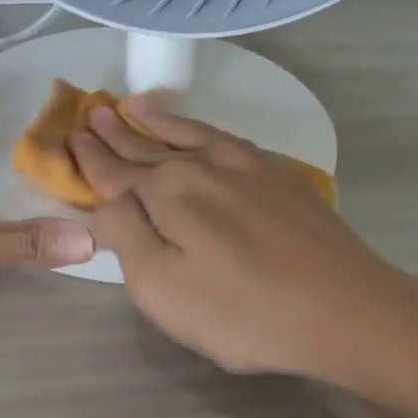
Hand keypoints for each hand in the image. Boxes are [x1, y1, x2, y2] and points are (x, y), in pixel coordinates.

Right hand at [69, 96, 417, 385]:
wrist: (345, 309)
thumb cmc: (244, 312)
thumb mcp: (163, 288)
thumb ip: (126, 236)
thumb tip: (105, 201)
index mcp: (168, 192)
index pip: (116, 173)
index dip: (91, 158)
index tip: (71, 137)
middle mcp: (204, 166)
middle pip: (149, 148)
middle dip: (118, 133)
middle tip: (94, 112)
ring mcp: (248, 166)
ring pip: (190, 135)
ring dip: (159, 121)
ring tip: (136, 105)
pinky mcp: (281, 177)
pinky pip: (227, 139)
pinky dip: (204, 129)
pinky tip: (203, 132)